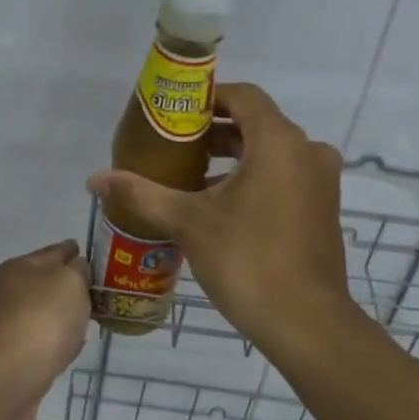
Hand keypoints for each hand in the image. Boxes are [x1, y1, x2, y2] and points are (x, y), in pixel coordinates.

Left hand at [0, 240, 91, 419]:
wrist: (3, 380)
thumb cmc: (40, 321)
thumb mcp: (69, 282)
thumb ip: (78, 271)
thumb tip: (76, 269)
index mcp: (20, 268)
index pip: (54, 252)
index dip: (72, 250)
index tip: (90, 253)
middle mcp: (8, 294)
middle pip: (44, 283)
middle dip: (67, 285)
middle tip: (95, 291)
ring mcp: (6, 328)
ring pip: (42, 314)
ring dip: (61, 317)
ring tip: (86, 320)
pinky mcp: (10, 360)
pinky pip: (41, 343)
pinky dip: (55, 343)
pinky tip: (69, 349)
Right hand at [88, 83, 353, 357]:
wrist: (306, 322)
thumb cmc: (247, 260)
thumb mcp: (188, 223)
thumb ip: (142, 194)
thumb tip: (95, 179)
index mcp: (279, 142)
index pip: (244, 96)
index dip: (208, 98)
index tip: (175, 114)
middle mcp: (307, 152)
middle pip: (257, 124)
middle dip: (214, 133)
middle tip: (174, 148)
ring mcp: (321, 182)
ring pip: (271, 154)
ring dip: (233, 159)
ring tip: (190, 179)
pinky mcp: (323, 209)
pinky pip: (285, 177)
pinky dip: (254, 180)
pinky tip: (220, 208)